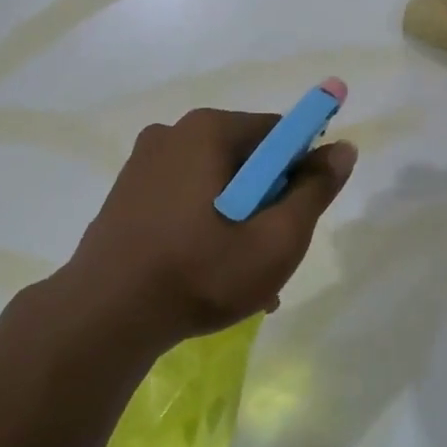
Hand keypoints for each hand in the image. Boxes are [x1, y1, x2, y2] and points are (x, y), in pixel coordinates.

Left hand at [62, 107, 356, 352]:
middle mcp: (172, 134)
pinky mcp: (126, 195)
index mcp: (208, 130)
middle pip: (246, 161)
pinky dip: (205, 229)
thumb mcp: (275, 239)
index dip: (301, 172)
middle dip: (268, 206)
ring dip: (239, 225)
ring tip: (247, 283)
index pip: (278, 134)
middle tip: (273, 258)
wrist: (104, 316)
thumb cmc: (200, 272)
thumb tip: (343, 149)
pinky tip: (209, 276)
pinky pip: (184, 202)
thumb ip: (314, 191)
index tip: (300, 218)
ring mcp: (143, 165)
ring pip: (215, 187)